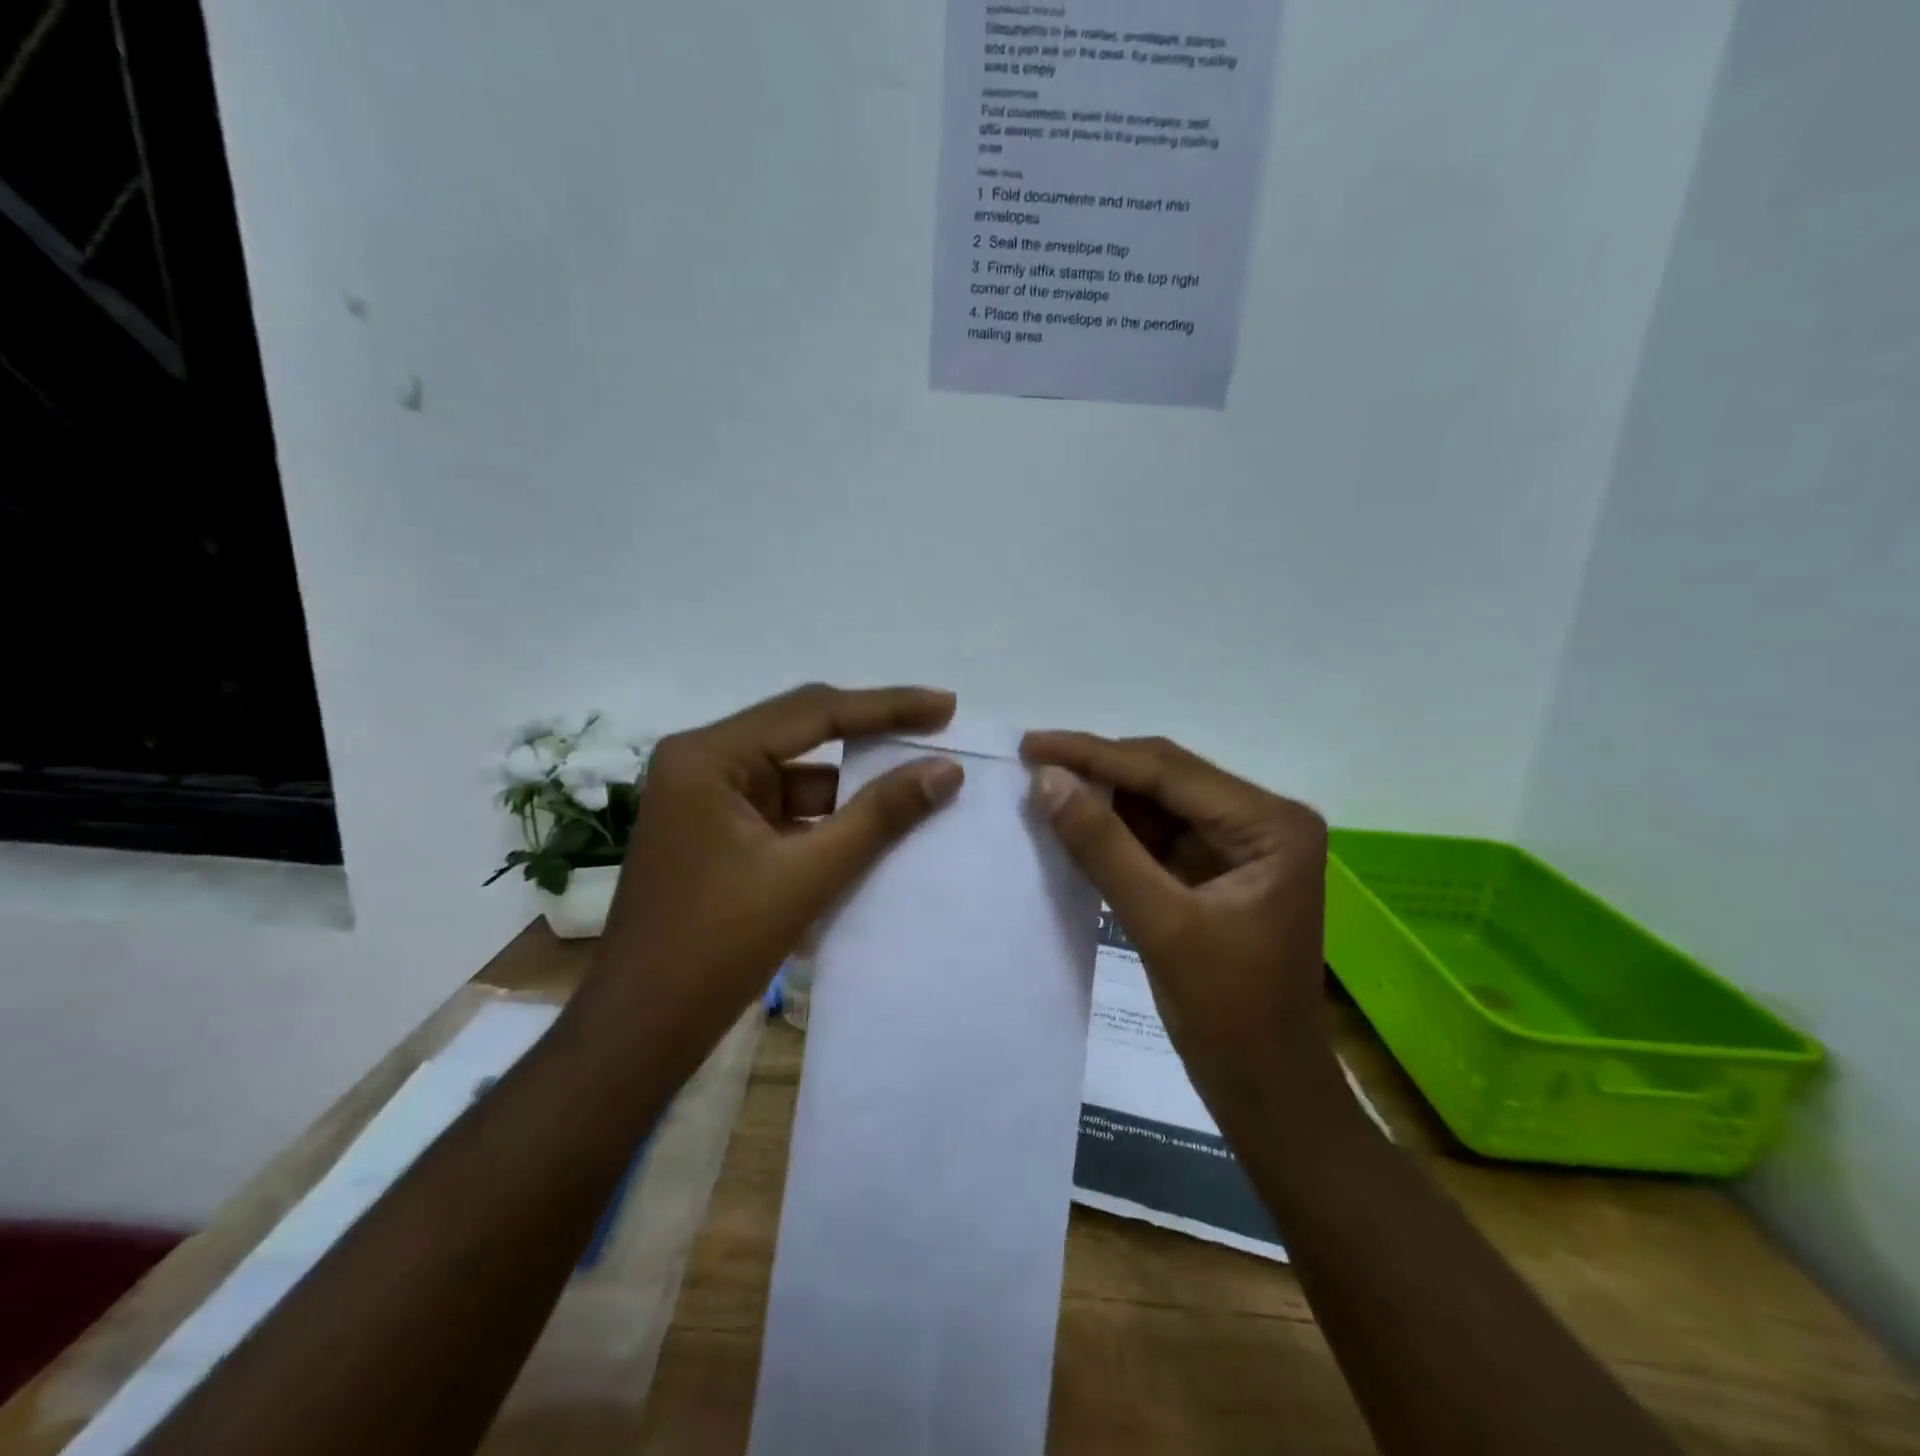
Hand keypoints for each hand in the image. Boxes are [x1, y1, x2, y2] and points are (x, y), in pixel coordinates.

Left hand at [580, 684, 963, 1078]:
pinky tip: (878, 827)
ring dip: (854, 785)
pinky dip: (830, 819)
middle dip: (872, 735)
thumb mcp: (807, 876)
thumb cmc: (716, 947)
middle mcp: (703, 763)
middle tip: (937, 727)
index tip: (946, 706)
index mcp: (709, 756)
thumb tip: (946, 770)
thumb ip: (879, 816)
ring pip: (799, 776)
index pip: (813, 712)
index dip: (886, 707)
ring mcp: (708, 800)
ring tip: (920, 782)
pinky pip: (787, 811)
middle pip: (804, 733)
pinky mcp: (719, 835)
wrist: (641, 1032)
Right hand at [1021, 731, 1333, 1105]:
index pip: (1169, 771)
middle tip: (1030, 762)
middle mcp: (1262, 821)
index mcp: (1271, 824)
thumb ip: (1105, 847)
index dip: (1095, 755)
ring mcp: (1240, 846)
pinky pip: (1158, 837)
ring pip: (1158, 804)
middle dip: (1098, 771)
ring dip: (1103, 800)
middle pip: (1165, 778)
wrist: (1269, 1092)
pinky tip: (1074, 825)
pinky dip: (1116, 833)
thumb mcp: (1162, 924)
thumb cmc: (1230, 1015)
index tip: (1032, 744)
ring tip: (1042, 789)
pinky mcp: (1217, 872)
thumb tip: (1047, 780)